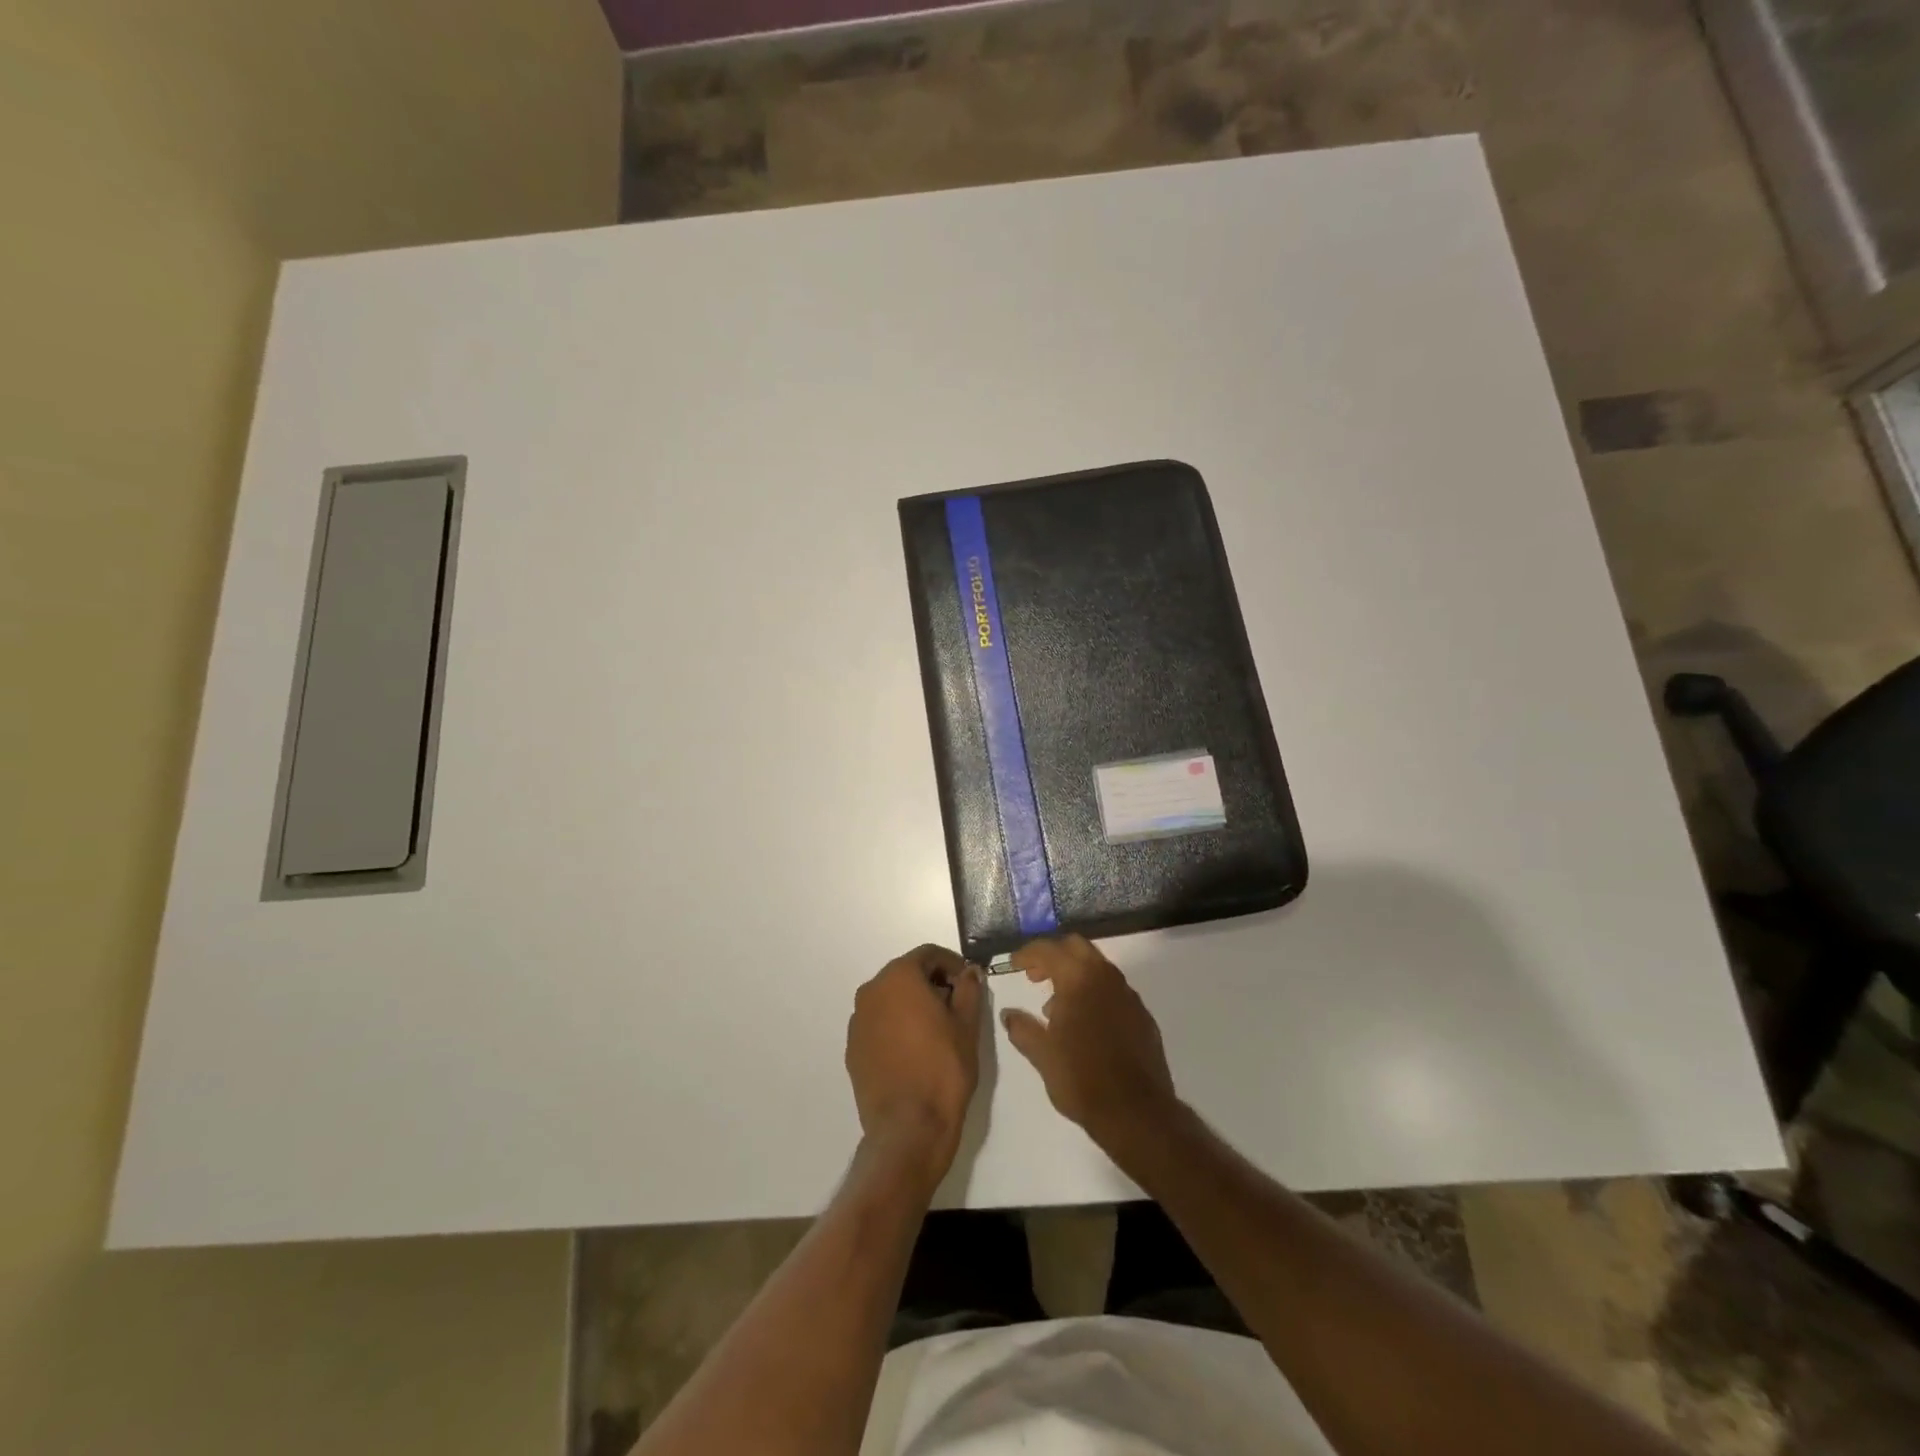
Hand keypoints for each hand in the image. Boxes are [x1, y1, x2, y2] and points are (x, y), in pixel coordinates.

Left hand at [846, 945, 984, 1184]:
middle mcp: (871, 991)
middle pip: (906, 973)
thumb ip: (968, 989)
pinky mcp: (853, 1048)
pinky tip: (914, 1050)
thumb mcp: (967, 1025)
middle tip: (956, 1005)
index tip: (968, 982)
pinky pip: (878, 1023)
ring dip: (913, 1004)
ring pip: (890, 998)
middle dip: (932, 982)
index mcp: (899, 977)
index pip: (928, 954)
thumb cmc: (943, 1069)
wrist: (909, 1128)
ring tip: (937, 1030)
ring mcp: (858, 1021)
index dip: (952, 964)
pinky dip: (896, 1025)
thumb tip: (969, 972)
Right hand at [1000, 935, 1179, 1149]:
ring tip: (1055, 1006)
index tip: (1013, 964)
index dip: (1027, 953)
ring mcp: (1128, 995)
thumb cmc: (1082, 1078)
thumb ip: (1022, 1028)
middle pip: (1077, 947)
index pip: (1049, 949)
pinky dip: (1094, 993)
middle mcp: (1106, 977)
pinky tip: (1085, 1023)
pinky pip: (1113, 990)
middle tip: (1035, 976)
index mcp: (1079, 979)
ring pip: (1098, 967)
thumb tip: (1008, 1014)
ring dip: (1074, 974)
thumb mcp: (1042, 1055)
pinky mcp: (1142, 1015)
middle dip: (1053, 955)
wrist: (1136, 1112)